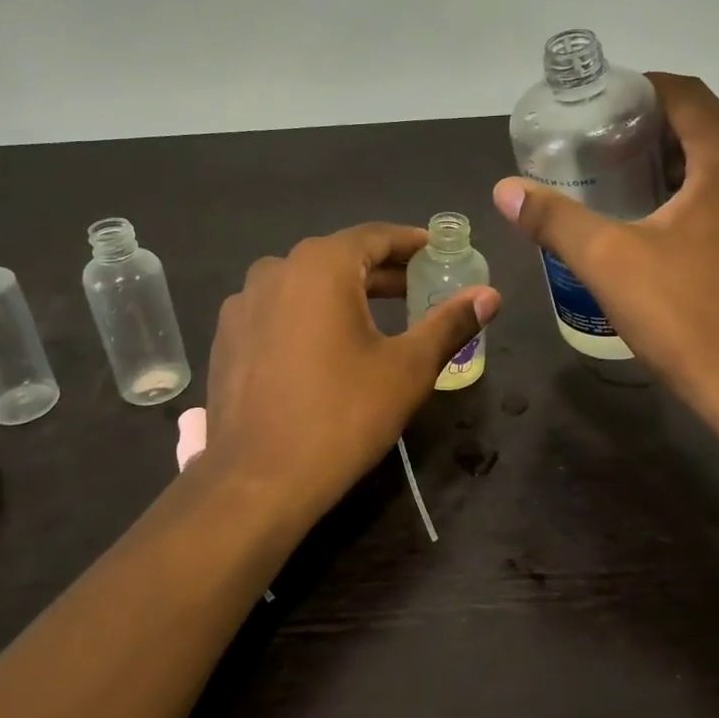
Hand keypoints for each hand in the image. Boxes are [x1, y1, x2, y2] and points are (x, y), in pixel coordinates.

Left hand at [203, 223, 499, 517]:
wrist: (258, 481)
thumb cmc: (343, 415)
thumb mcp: (408, 368)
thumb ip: (450, 323)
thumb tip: (490, 295)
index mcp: (320, 266)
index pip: (375, 236)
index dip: (412, 243)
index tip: (439, 254)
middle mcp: (275, 270)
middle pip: (340, 258)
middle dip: (383, 271)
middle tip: (421, 288)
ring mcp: (244, 305)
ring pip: (306, 284)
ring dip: (346, 293)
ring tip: (380, 317)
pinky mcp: (228, 338)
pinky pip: (280, 311)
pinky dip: (311, 315)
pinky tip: (329, 346)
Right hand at [492, 73, 718, 425]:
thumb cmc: (681, 314)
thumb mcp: (606, 261)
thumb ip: (554, 218)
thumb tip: (504, 189)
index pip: (685, 94)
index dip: (641, 92)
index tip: (605, 112)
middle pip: (711, 127)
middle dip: (661, 134)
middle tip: (612, 156)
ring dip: (693, 167)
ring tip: (645, 191)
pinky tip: (691, 231)